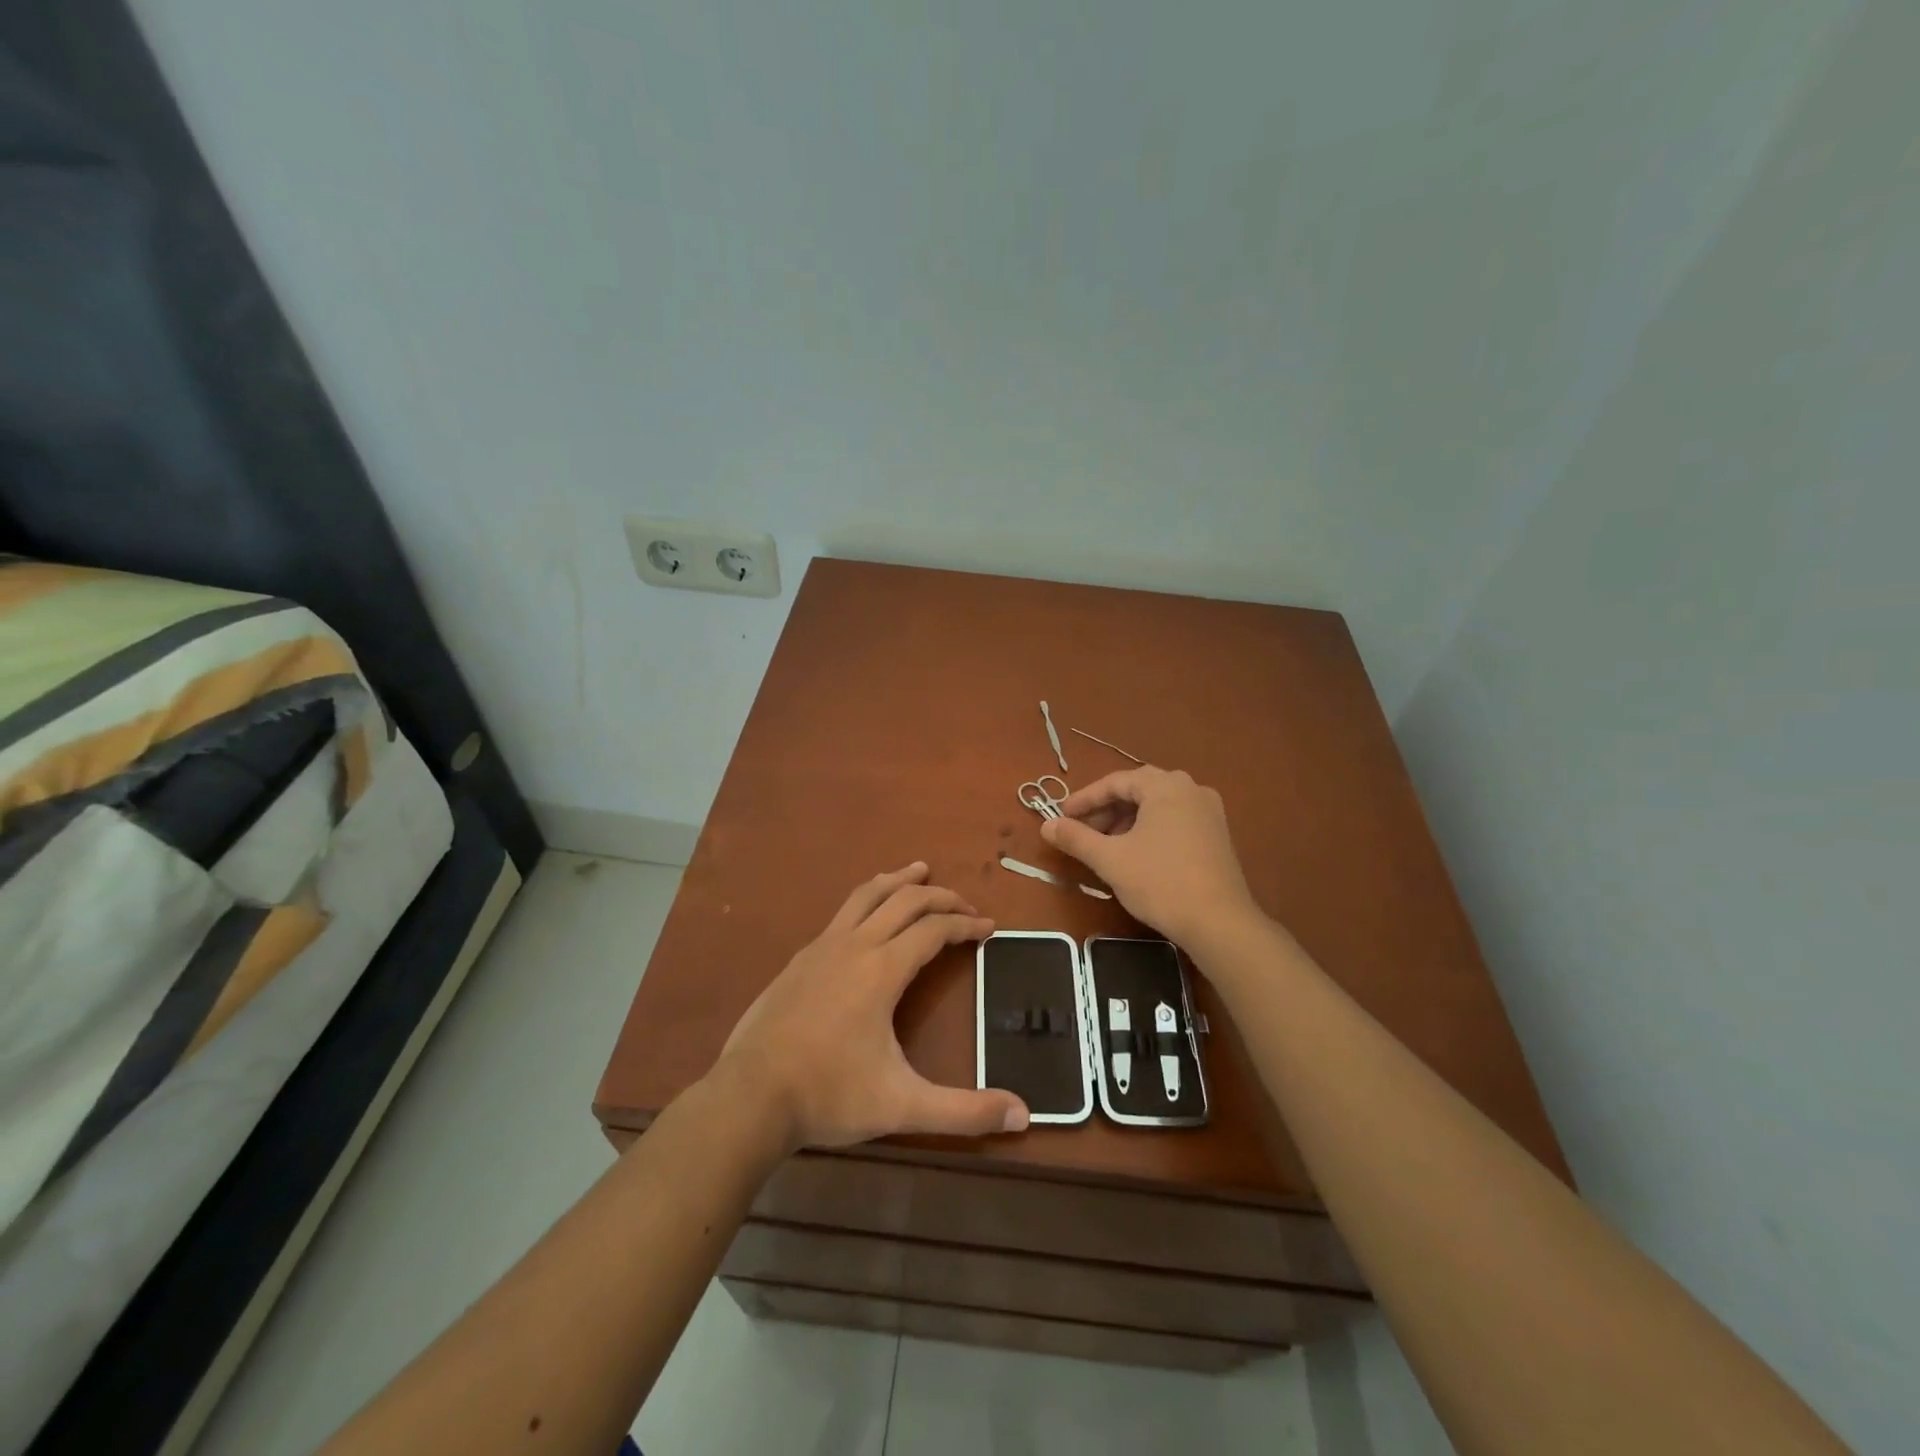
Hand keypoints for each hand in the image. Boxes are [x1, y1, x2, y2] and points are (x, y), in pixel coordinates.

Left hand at [715, 862, 1028, 1150]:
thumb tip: (1024, 1115)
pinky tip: (867, 918)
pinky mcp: (799, 958)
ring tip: (919, 870)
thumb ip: (964, 1111)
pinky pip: (842, 913)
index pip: (934, 929)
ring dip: (898, 880)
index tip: (988, 927)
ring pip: (867, 895)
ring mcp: (822, 947)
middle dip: (940, 896)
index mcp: (882, 969)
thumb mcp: (903, 1106)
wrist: (749, 1097)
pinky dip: (868, 900)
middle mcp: (854, 945)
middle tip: (964, 903)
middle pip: (905, 900)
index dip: (966, 924)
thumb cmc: (829, 1095)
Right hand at [1041, 767, 1259, 947]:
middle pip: (1137, 790)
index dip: (1084, 799)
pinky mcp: (1217, 834)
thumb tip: (1046, 826)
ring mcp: (1209, 811)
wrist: (1219, 922)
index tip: (1061, 817)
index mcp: (1165, 785)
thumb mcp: (1110, 859)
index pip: (1115, 782)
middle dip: (1105, 810)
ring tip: (1105, 845)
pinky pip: (1175, 819)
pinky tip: (1136, 853)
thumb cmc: (1160, 882)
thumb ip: (1075, 838)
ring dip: (1126, 820)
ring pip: (1156, 806)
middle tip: (1081, 831)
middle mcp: (1191, 788)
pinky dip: (1149, 829)